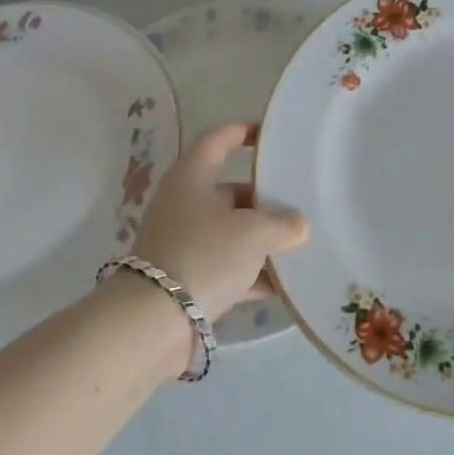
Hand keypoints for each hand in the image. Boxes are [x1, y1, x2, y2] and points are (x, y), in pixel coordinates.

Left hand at [129, 122, 308, 319]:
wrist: (154, 322)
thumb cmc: (204, 255)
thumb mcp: (253, 233)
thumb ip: (283, 224)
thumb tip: (298, 226)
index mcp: (192, 178)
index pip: (218, 140)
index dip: (243, 132)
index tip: (270, 134)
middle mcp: (184, 205)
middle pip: (230, 192)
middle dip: (265, 198)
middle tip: (299, 202)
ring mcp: (183, 243)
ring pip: (230, 232)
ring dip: (261, 238)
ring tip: (299, 243)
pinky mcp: (187, 279)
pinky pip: (228, 268)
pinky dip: (253, 274)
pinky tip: (284, 284)